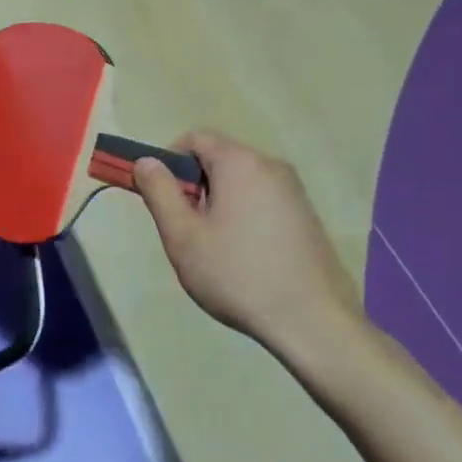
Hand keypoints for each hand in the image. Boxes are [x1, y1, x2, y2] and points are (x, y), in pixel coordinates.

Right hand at [132, 131, 364, 357]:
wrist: (314, 323)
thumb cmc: (238, 275)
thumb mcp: (183, 236)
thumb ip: (159, 192)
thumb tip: (146, 161)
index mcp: (240, 163)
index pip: (194, 138)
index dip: (170, 162)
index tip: (164, 200)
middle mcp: (270, 165)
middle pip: (219, 159)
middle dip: (196, 186)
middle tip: (188, 230)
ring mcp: (294, 191)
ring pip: (241, 182)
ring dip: (220, 203)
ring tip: (216, 249)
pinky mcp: (307, 215)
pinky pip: (263, 199)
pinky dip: (245, 215)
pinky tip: (247, 258)